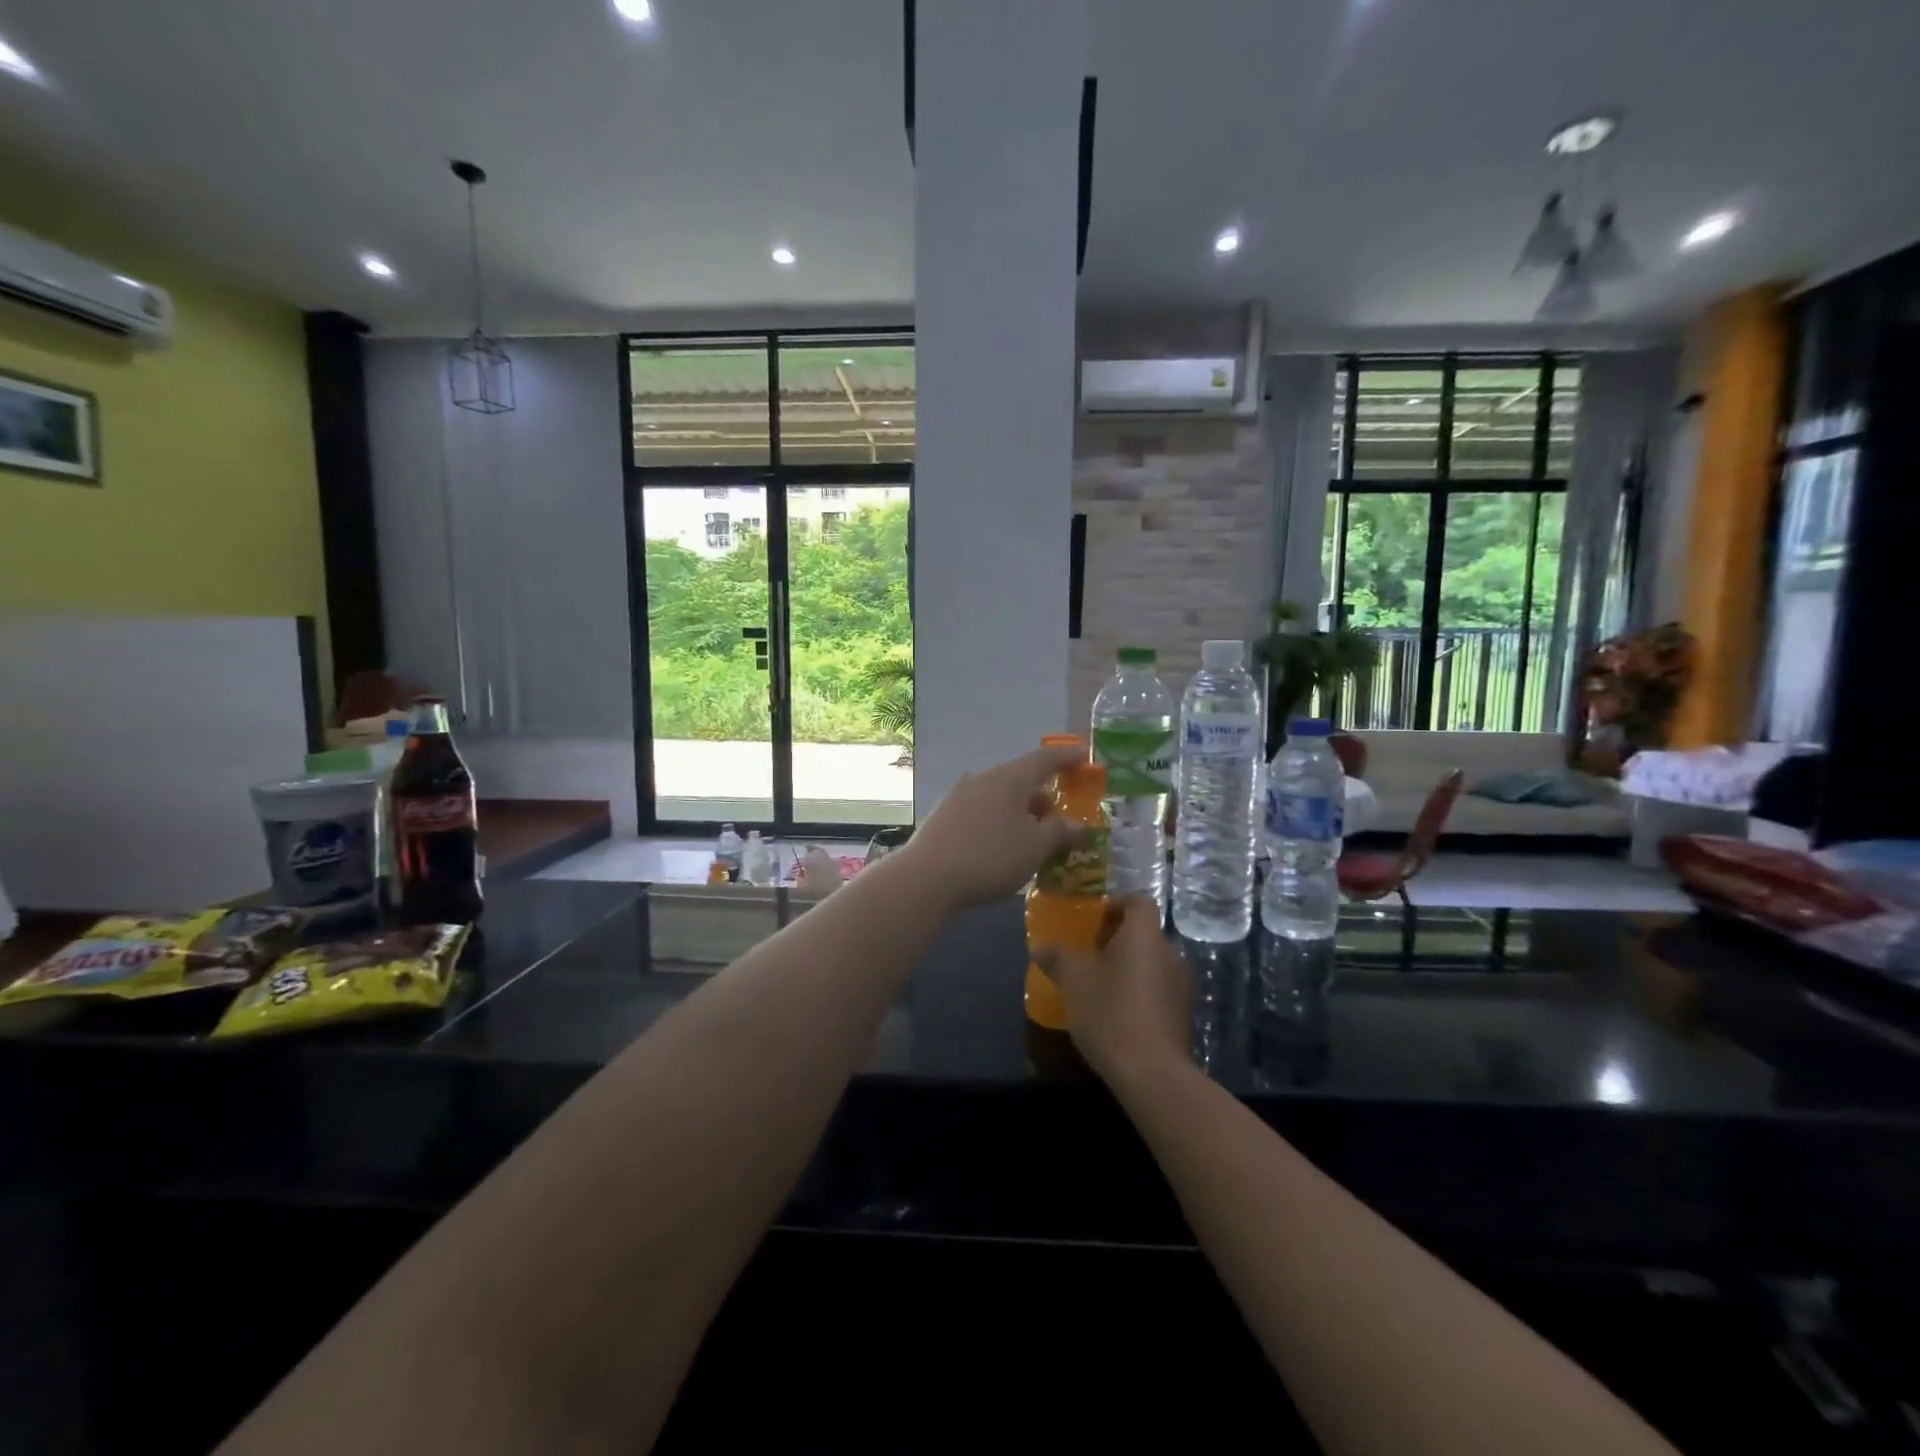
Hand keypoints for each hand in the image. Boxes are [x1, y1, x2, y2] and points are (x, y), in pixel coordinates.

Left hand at [897, 744, 1087, 911]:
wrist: (927, 878)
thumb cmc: (991, 856)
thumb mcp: (1035, 847)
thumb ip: (1060, 832)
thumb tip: (1079, 825)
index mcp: (1010, 777)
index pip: (1045, 758)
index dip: (1068, 757)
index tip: (1086, 756)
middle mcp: (984, 778)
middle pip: (1022, 778)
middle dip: (1045, 793)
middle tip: (1063, 813)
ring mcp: (960, 795)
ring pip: (1001, 796)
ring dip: (1022, 810)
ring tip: (1036, 833)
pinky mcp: (944, 815)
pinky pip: (983, 810)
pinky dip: (1001, 820)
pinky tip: (1004, 843)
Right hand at [1036, 897, 1192, 1085]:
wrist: (1151, 1072)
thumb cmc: (1110, 1011)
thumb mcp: (1072, 980)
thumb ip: (1056, 955)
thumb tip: (1041, 946)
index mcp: (1145, 934)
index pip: (1138, 901)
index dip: (1115, 905)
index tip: (1092, 921)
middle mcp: (1170, 951)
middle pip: (1144, 932)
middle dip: (1117, 939)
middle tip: (1088, 954)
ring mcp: (1181, 984)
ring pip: (1151, 961)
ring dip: (1128, 966)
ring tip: (1100, 984)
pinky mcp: (1183, 1013)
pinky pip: (1158, 988)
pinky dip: (1139, 991)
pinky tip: (1117, 1011)